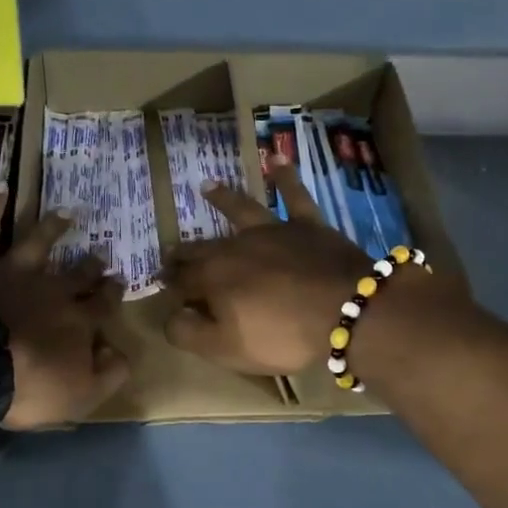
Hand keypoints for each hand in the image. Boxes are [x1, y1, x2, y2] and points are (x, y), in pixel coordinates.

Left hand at [0, 184, 129, 428]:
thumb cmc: (27, 388)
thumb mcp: (81, 396)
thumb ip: (109, 375)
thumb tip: (121, 352)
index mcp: (78, 321)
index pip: (103, 305)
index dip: (111, 296)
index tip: (117, 285)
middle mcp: (52, 289)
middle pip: (77, 273)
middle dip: (91, 266)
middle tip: (99, 256)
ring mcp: (14, 271)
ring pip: (39, 242)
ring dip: (53, 227)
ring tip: (66, 213)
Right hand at [163, 165, 373, 375]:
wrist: (346, 311)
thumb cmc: (282, 336)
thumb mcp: (227, 349)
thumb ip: (190, 333)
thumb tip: (169, 316)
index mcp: (213, 277)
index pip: (182, 280)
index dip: (170, 286)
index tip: (161, 286)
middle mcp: (236, 247)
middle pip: (203, 247)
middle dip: (183, 251)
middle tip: (170, 251)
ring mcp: (273, 231)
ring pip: (242, 210)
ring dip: (223, 199)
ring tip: (206, 186)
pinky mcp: (308, 226)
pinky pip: (294, 196)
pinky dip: (285, 177)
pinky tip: (278, 158)